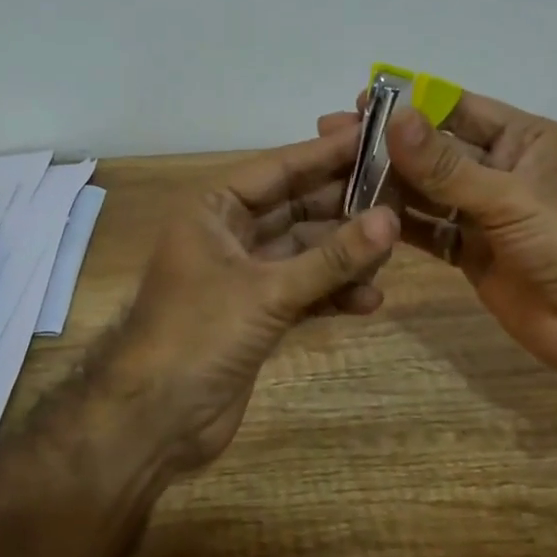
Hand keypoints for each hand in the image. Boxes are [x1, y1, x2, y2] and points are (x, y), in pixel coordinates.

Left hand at [100, 124, 399, 475]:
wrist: (154, 420)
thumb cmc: (199, 335)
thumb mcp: (268, 291)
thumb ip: (331, 258)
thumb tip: (390, 220)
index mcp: (214, 209)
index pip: (279, 168)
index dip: (327, 153)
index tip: (377, 136)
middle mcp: (229, 234)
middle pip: (297, 208)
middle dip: (345, 207)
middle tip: (401, 197)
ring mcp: (244, 275)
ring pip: (305, 251)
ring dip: (344, 255)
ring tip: (391, 255)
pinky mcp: (257, 313)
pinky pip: (303, 290)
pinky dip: (332, 293)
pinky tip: (369, 301)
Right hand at [319, 90, 556, 398]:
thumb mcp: (513, 198)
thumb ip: (447, 165)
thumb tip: (394, 117)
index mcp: (524, 140)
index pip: (458, 109)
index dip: (412, 103)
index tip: (362, 99)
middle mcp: (501, 171)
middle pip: (435, 151)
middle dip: (388, 144)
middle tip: (331, 138)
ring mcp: (486, 214)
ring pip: (427, 191)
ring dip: (387, 183)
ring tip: (334, 174)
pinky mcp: (473, 254)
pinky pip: (429, 231)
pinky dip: (398, 225)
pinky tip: (360, 217)